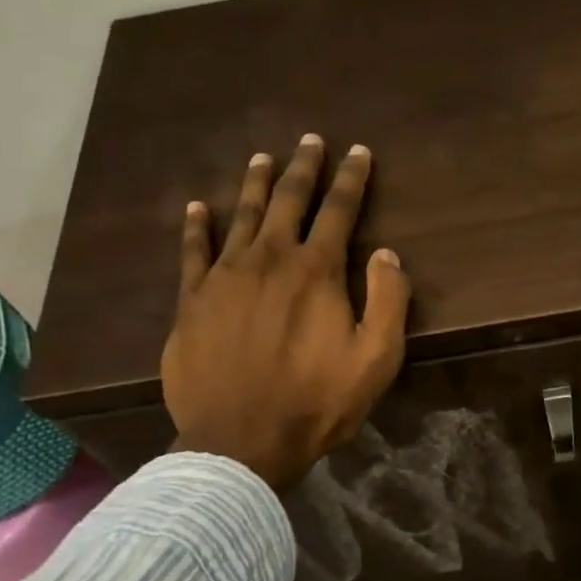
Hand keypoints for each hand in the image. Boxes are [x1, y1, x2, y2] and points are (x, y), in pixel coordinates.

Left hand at [162, 135, 409, 490]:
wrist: (241, 439)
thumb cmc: (317, 403)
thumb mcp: (376, 360)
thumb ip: (388, 301)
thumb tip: (386, 253)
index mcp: (317, 272)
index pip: (339, 211)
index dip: (352, 180)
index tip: (358, 152)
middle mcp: (269, 260)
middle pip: (288, 201)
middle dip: (303, 168)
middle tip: (310, 141)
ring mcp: (225, 277)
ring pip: (241, 216)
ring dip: (255, 184)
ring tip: (263, 158)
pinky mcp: (192, 301)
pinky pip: (193, 251)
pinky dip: (197, 225)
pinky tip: (198, 207)